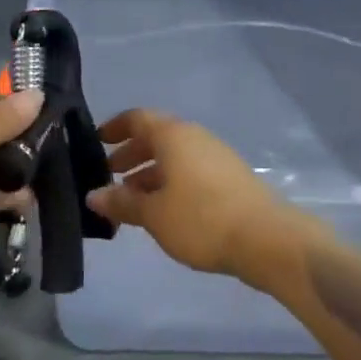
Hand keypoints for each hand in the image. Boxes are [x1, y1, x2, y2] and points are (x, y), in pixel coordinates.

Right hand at [86, 109, 302, 284]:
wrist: (267, 240)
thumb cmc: (201, 220)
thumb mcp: (153, 213)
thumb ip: (121, 202)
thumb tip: (93, 195)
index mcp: (173, 136)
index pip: (136, 119)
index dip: (114, 128)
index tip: (96, 143)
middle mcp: (195, 138)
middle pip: (155, 138)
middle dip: (129, 155)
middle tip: (108, 177)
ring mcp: (217, 157)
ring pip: (174, 158)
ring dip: (149, 174)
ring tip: (131, 201)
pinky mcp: (231, 179)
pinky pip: (190, 172)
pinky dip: (170, 184)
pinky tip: (163, 211)